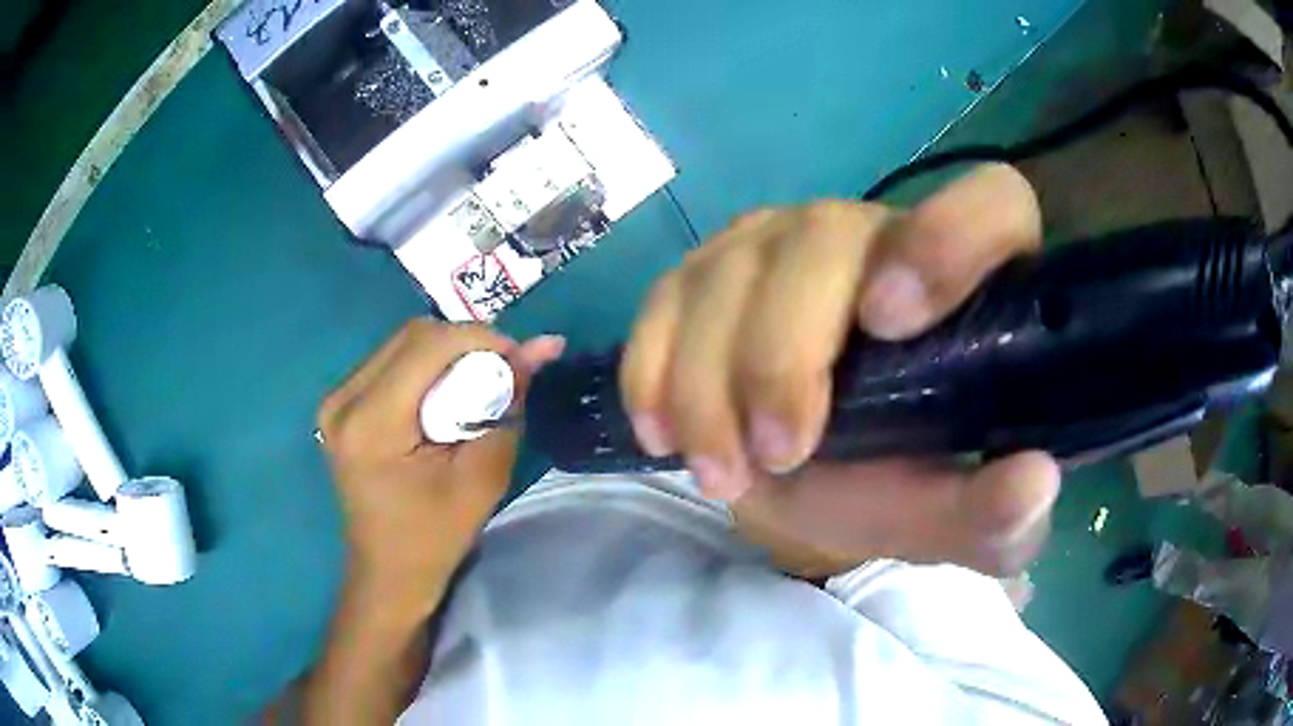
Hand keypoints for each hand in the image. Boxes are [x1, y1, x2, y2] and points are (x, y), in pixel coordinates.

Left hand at [317, 321, 563, 607]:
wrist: (388, 572)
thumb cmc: (434, 538)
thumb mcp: (482, 478)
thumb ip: (509, 406)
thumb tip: (543, 346)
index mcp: (370, 423)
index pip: (427, 345)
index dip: (480, 337)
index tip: (519, 357)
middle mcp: (343, 400)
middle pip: (412, 335)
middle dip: (465, 342)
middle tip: (502, 371)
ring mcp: (336, 400)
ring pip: (402, 343)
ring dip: (446, 353)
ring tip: (478, 385)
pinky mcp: (341, 405)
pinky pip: (391, 362)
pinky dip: (427, 367)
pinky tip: (445, 396)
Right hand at [621, 164, 1058, 575]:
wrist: (808, 477)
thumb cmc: (898, 485)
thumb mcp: (954, 522)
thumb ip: (995, 516)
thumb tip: (1034, 483)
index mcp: (971, 281)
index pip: (992, 202)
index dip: (948, 236)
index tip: (889, 321)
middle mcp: (879, 235)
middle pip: (824, 239)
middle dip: (783, 354)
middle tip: (776, 455)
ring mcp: (786, 242)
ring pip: (731, 268)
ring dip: (708, 380)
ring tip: (719, 470)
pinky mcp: (714, 269)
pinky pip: (667, 295)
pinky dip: (655, 367)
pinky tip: (664, 430)